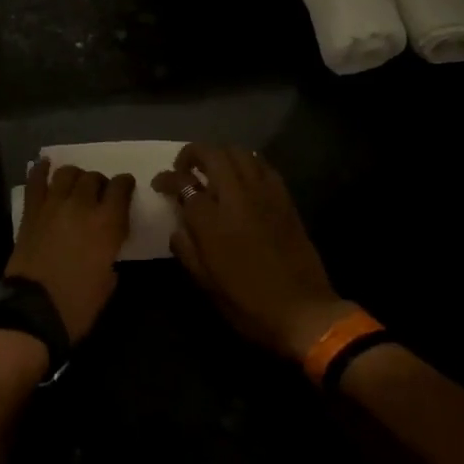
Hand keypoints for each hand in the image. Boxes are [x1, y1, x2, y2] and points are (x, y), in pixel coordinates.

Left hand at [6, 162, 135, 343]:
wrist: (32, 310)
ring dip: (75, 176)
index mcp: (107, 224)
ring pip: (67, 173)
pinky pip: (35, 182)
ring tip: (76, 185)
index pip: (121, 188)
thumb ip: (110, 257)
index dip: (125, 185)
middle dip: (100, 183)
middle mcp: (82, 206)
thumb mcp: (108, 283)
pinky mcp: (31, 212)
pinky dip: (41, 170)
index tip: (125, 188)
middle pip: (94, 178)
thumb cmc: (77, 305)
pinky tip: (45, 164)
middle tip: (99, 195)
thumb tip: (105, 250)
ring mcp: (53, 206)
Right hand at [153, 144, 354, 362]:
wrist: (303, 312)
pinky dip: (247, 163)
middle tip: (184, 169)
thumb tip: (179, 227)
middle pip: (211, 154)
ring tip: (213, 170)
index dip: (166, 179)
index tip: (160, 184)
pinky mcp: (285, 198)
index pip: (182, 183)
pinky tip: (242, 179)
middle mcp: (236, 197)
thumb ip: (186, 248)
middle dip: (192, 154)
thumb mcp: (205, 283)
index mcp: (211, 221)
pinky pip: (263, 165)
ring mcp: (264, 194)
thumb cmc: (248, 304)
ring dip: (220, 154)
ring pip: (239, 152)